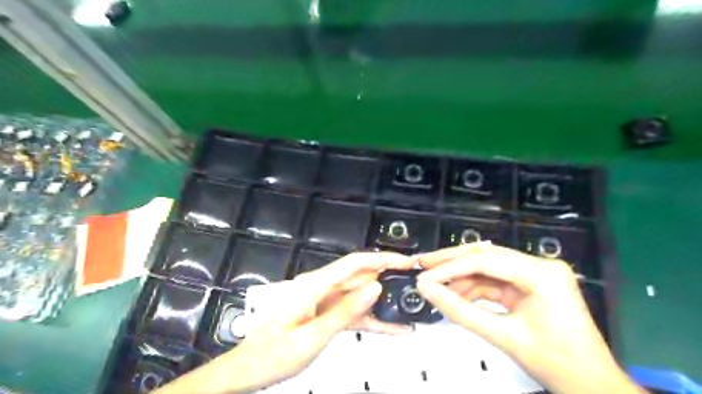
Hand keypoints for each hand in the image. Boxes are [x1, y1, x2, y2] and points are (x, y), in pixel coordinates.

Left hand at [155, 253, 412, 393]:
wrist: (250, 370)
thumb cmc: (275, 354)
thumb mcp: (313, 336)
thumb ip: (346, 311)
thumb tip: (375, 287)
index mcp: (315, 285)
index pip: (355, 263)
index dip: (382, 258)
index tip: (406, 262)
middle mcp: (321, 287)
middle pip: (359, 276)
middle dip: (387, 277)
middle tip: (415, 283)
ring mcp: (324, 300)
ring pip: (359, 294)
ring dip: (383, 300)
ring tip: (410, 305)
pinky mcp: (326, 314)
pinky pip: (353, 312)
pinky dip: (372, 318)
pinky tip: (393, 328)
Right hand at [415, 244, 640, 393]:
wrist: (593, 387)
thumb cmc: (556, 364)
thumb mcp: (503, 337)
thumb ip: (460, 311)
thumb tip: (426, 289)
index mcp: (541, 274)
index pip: (485, 261)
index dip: (450, 267)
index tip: (424, 276)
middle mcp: (540, 265)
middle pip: (486, 256)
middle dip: (451, 261)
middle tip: (423, 264)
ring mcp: (536, 274)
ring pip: (488, 268)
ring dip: (461, 278)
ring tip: (435, 286)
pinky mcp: (531, 285)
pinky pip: (495, 281)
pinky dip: (474, 289)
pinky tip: (455, 295)